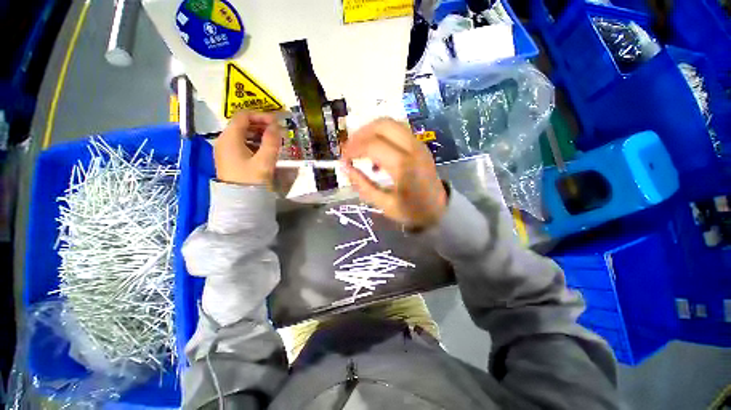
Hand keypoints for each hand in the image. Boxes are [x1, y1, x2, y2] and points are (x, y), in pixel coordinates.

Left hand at [214, 111, 281, 185]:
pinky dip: (254, 144)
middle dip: (261, 125)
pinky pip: (242, 145)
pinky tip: (265, 151)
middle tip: (277, 133)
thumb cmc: (251, 180)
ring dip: (259, 135)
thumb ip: (271, 141)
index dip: (261, 116)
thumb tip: (276, 126)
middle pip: (242, 124)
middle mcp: (224, 141)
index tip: (277, 123)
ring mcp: (225, 150)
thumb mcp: (264, 161)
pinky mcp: (229, 159)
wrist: (239, 202)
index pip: (243, 116)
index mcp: (230, 138)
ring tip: (274, 142)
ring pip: (242, 135)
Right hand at [342, 118, 447, 228]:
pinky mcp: (420, 144)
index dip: (353, 149)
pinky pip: (398, 129)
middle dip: (360, 133)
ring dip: (371, 130)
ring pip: (391, 123)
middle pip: (382, 125)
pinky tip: (376, 150)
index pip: (372, 145)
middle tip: (349, 148)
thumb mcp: (384, 204)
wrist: (440, 209)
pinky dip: (382, 134)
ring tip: (359, 146)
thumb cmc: (412, 211)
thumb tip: (345, 168)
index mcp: (403, 166)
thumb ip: (363, 185)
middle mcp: (412, 148)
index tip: (343, 160)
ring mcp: (418, 143)